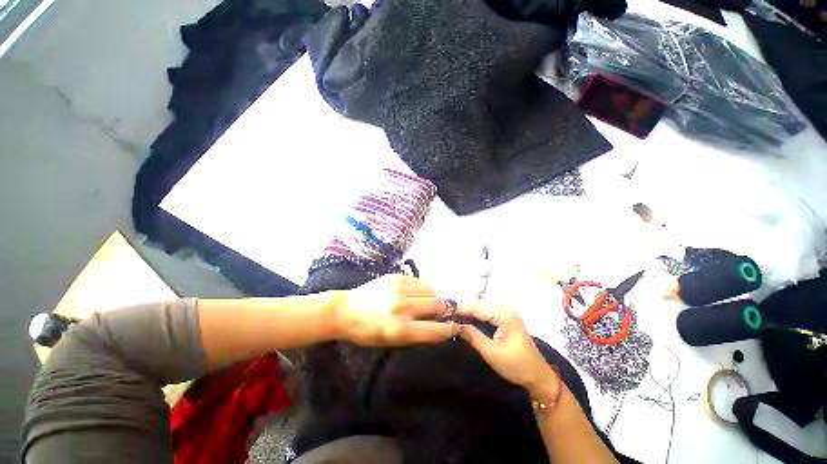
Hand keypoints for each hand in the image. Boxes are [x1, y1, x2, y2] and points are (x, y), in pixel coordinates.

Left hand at [335, 274, 458, 345]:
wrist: (346, 310)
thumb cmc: (368, 331)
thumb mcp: (391, 341)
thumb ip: (415, 334)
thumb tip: (438, 325)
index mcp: (400, 330)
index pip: (434, 330)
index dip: (448, 329)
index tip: (455, 326)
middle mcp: (401, 308)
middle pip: (435, 305)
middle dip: (442, 309)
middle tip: (441, 311)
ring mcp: (398, 290)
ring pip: (429, 290)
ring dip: (433, 296)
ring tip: (430, 300)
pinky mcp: (394, 277)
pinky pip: (418, 281)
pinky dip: (423, 287)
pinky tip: (419, 291)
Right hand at [457, 305, 559, 399]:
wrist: (538, 377)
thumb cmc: (516, 366)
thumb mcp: (491, 352)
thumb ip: (473, 335)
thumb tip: (455, 325)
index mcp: (504, 314)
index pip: (477, 308)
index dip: (461, 310)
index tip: (445, 312)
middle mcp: (506, 309)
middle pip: (480, 307)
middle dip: (464, 311)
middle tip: (448, 316)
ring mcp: (507, 314)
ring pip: (483, 310)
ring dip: (470, 314)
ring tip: (454, 318)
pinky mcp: (507, 320)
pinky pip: (488, 315)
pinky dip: (477, 318)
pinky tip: (467, 322)